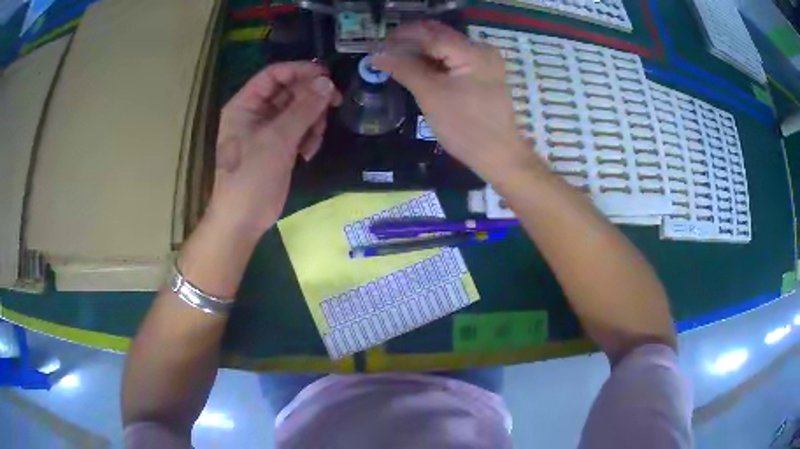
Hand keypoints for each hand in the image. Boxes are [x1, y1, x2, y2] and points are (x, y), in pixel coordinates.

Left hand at [207, 62, 340, 238]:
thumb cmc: (251, 176)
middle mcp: (256, 113)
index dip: (300, 71)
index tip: (328, 76)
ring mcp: (268, 130)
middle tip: (333, 104)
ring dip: (312, 121)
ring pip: (299, 110)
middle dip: (311, 98)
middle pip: (289, 91)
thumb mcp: (277, 139)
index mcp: (245, 104)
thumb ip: (303, 108)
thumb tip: (326, 82)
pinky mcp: (279, 146)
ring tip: (313, 140)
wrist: (244, 219)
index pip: (274, 75)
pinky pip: (300, 130)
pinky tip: (307, 154)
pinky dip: (308, 137)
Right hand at [373, 21, 528, 181]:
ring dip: (421, 52)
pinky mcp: (484, 73)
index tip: (379, 45)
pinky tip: (418, 69)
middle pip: (440, 36)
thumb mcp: (430, 95)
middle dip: (411, 42)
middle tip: (386, 54)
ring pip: (446, 47)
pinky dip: (435, 62)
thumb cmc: (464, 127)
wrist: (498, 155)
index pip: (430, 34)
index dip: (402, 37)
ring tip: (397, 62)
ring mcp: (485, 61)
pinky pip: (454, 59)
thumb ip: (404, 69)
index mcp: (472, 51)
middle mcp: (481, 49)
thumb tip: (377, 55)